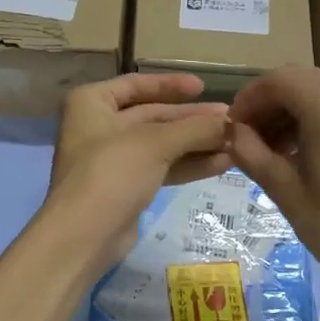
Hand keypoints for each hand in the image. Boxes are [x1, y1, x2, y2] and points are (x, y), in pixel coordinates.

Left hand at [44, 73, 231, 271]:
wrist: (84, 236)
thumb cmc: (111, 173)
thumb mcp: (155, 143)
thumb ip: (194, 129)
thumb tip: (231, 123)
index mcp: (92, 102)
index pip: (137, 84)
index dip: (170, 85)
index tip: (203, 87)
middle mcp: (99, 126)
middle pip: (153, 115)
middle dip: (192, 119)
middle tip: (231, 120)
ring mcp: (112, 159)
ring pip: (161, 144)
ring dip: (196, 143)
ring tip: (235, 143)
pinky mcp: (126, 187)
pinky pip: (161, 168)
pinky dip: (188, 164)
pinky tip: (221, 163)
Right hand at [230, 65, 319, 307]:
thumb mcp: (285, 191)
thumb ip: (252, 153)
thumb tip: (231, 132)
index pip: (278, 80)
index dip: (249, 98)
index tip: (231, 128)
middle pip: (297, 79)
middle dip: (267, 102)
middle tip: (245, 137)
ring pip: (316, 89)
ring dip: (288, 108)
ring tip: (267, 147)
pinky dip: (310, 115)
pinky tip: (296, 149)